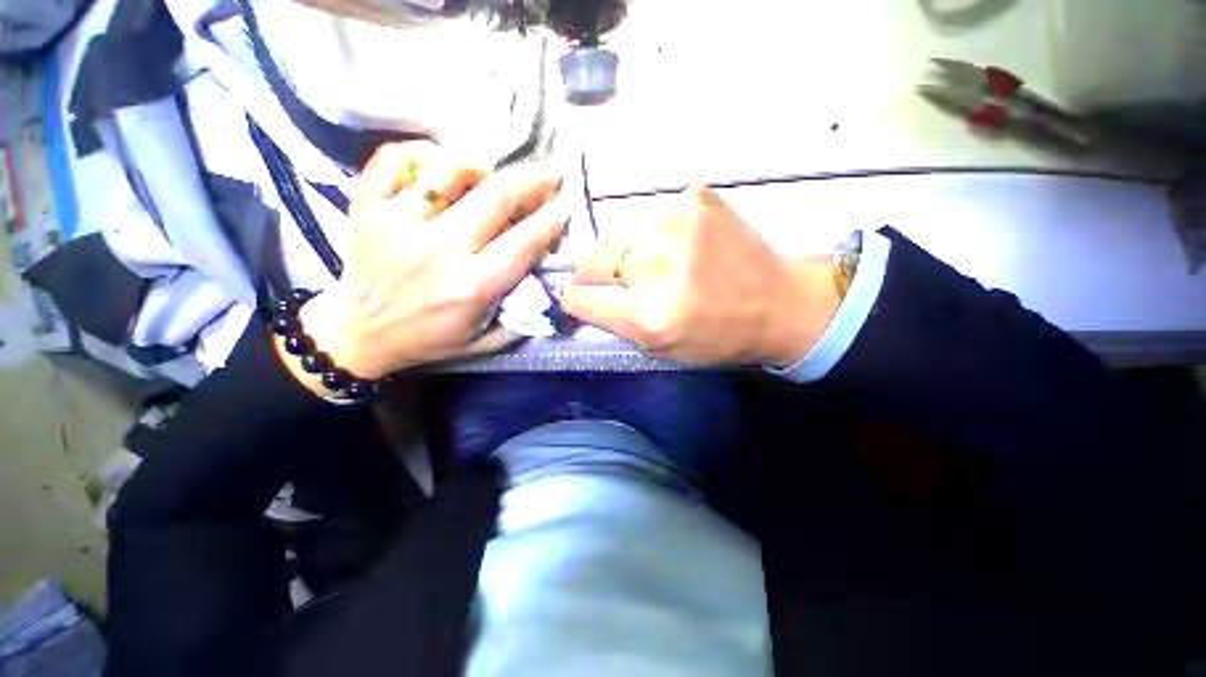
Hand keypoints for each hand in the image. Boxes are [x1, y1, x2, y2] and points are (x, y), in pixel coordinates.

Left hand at [286, 142, 567, 384]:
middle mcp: (438, 250)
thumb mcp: (485, 341)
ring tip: (491, 172)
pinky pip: (394, 159)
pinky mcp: (367, 207)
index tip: (564, 208)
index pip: (523, 242)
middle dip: (533, 180)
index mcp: (471, 286)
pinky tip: (438, 162)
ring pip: (448, 170)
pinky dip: (420, 151)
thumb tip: (549, 286)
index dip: (550, 221)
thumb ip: (520, 318)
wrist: (357, 335)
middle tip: (551, 171)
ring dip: (480, 166)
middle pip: (496, 197)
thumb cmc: (429, 339)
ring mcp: (398, 223)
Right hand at [560, 187, 838, 366]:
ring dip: (624, 253)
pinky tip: (678, 246)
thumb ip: (614, 323)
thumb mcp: (660, 348)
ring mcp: (675, 224)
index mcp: (649, 315)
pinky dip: (652, 235)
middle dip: (596, 274)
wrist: (780, 302)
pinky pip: (648, 217)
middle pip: (590, 259)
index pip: (579, 297)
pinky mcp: (693, 199)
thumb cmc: (718, 336)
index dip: (578, 299)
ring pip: (614, 235)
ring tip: (654, 264)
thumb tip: (579, 296)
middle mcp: (657, 266)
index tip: (586, 299)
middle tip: (621, 281)